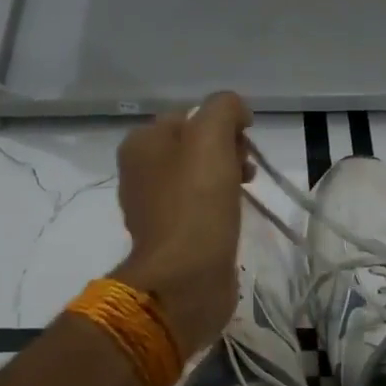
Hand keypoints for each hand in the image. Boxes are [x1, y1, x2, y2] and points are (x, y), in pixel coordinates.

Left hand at [111, 92, 254, 356]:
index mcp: (141, 143)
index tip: (244, 142)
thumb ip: (224, 108)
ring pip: (200, 177)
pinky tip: (233, 217)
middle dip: (227, 151)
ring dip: (228, 177)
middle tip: (245, 169)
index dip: (223, 124)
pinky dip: (220, 207)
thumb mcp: (211, 136)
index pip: (190, 115)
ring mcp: (154, 206)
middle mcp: (140, 171)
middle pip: (195, 146)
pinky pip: (200, 207)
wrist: (185, 277)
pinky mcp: (172, 236)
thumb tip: (236, 112)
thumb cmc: (197, 201)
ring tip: (245, 192)